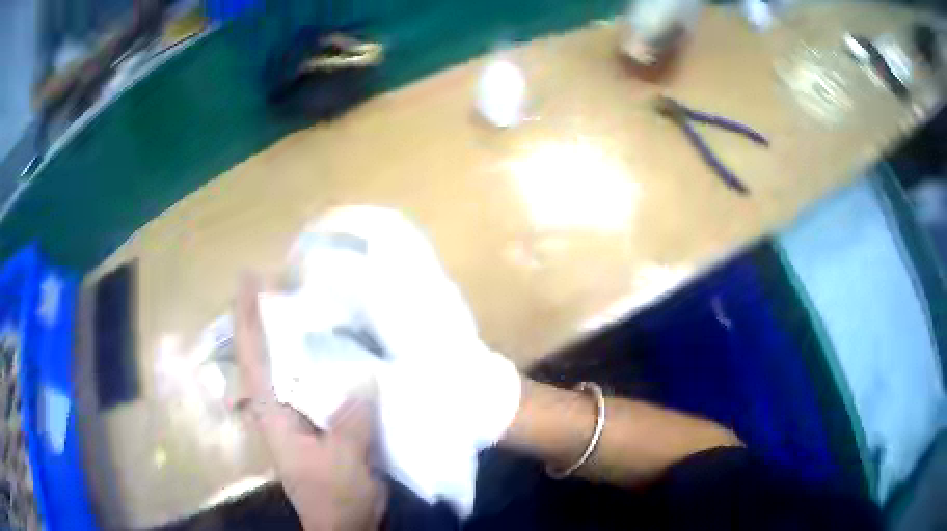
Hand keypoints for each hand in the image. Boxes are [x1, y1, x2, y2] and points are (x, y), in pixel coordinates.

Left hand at [234, 275, 387, 530]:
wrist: (346, 523)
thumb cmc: (333, 496)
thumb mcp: (341, 462)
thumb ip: (350, 421)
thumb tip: (365, 378)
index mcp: (274, 413)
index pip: (253, 356)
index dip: (247, 316)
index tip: (249, 278)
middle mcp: (282, 405)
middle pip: (271, 352)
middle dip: (274, 315)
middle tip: (293, 279)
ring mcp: (303, 413)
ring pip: (298, 365)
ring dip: (305, 334)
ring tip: (322, 301)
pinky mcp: (324, 420)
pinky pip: (325, 382)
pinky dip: (333, 361)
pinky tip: (351, 347)